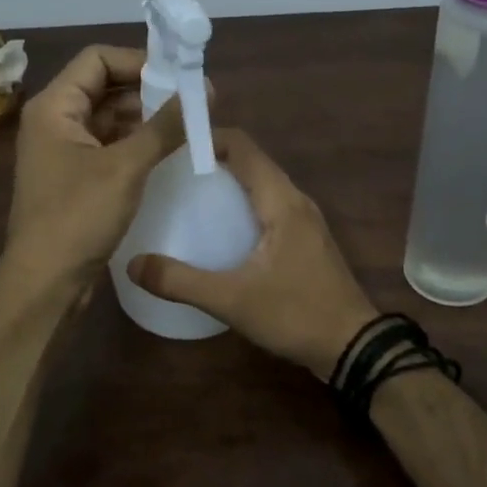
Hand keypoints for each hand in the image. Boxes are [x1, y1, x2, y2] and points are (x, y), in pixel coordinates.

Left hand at [1, 45, 187, 287]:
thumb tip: (204, 90)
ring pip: (109, 118)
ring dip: (145, 119)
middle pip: (104, 86)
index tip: (180, 77)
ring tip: (188, 125)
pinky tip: (168, 152)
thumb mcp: (126, 167)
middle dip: (148, 91)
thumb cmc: (78, 217)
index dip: (139, 61)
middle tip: (193, 101)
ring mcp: (63, 150)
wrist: (45, 282)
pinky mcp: (75, 177)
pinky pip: (109, 146)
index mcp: (54, 106)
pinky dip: (136, 144)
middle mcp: (54, 121)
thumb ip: (165, 126)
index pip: (97, 59)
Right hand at [127, 130, 377, 378]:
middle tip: (170, 174)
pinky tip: (219, 231)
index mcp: (281, 201)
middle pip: (251, 162)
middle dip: (212, 161)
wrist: (353, 348)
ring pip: (261, 186)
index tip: (171, 147)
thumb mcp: (231, 299)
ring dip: (227, 184)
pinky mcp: (305, 241)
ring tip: (187, 198)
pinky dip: (242, 206)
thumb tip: (132, 264)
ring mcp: (305, 221)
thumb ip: (180, 281)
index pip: (243, 146)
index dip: (208, 138)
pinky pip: (269, 208)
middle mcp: (296, 201)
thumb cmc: (295, 314)